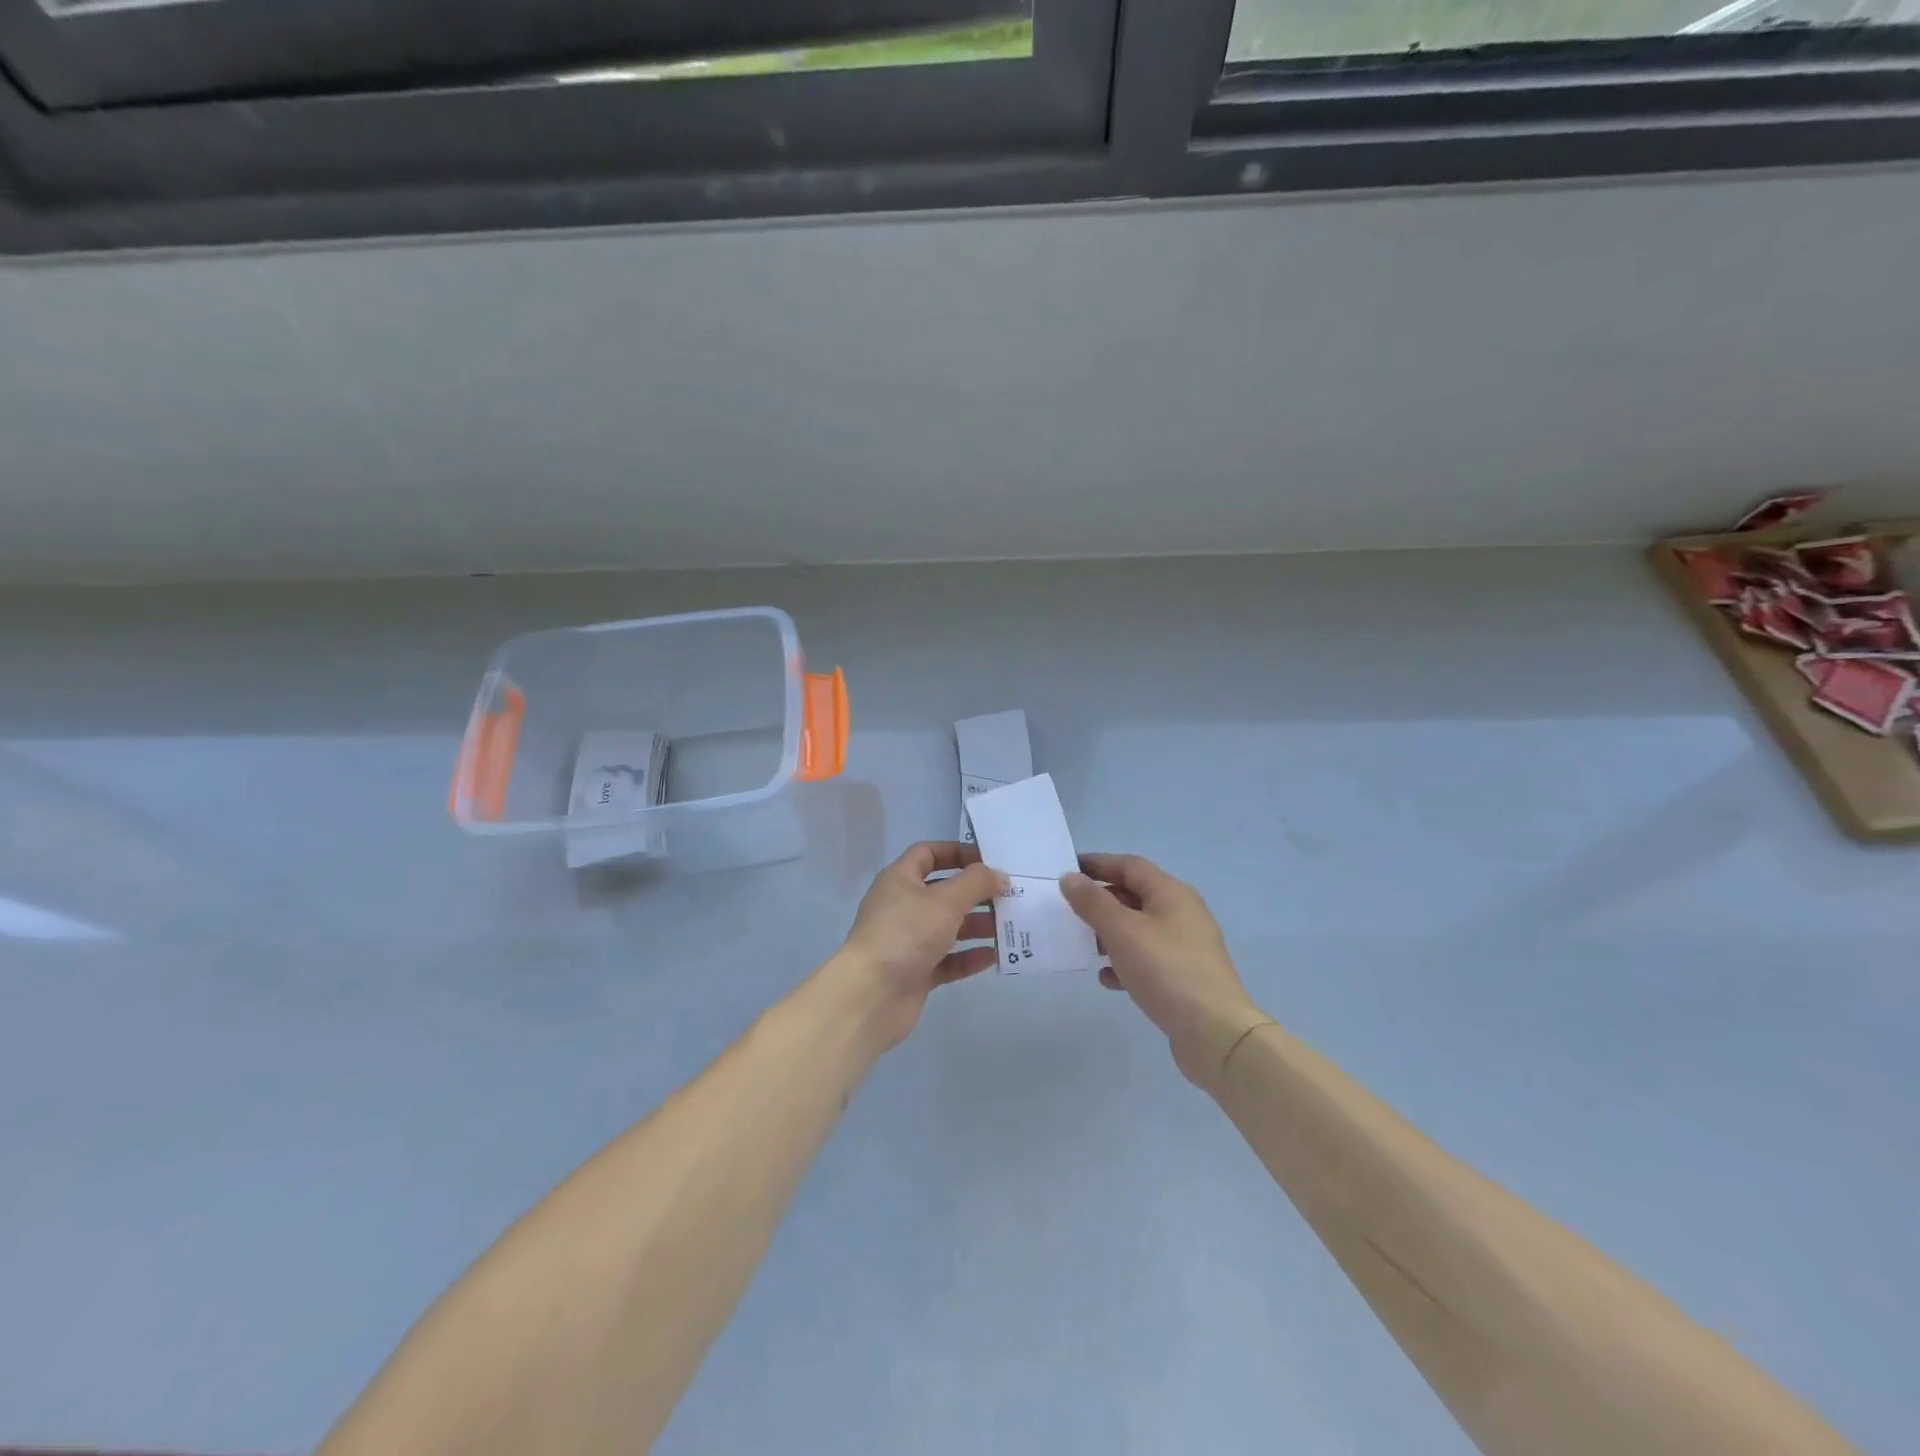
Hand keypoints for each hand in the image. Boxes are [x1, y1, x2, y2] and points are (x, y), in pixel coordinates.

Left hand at [824, 842, 1006, 1053]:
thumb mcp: (945, 900)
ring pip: (948, 927)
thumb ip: (976, 883)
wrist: (871, 995)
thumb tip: (999, 875)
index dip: (957, 853)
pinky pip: (948, 960)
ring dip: (977, 925)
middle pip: (943, 891)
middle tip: (1008, 897)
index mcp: (900, 880)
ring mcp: (908, 941)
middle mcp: (902, 906)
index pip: (928, 854)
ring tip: (1008, 926)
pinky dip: (969, 957)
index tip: (988, 861)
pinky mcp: (916, 972)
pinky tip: (994, 957)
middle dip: (975, 893)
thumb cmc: (906, 934)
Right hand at [1061, 854, 1270, 1089]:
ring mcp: (1186, 945)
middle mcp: (1182, 912)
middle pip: (1135, 895)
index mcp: (1171, 893)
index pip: (1129, 865)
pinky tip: (1107, 979)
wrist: (1215, 1032)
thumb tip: (1070, 878)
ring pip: (1140, 928)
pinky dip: (1125, 962)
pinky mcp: (1185, 976)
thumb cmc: (1166, 970)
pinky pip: (1148, 958)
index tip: (1067, 870)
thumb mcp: (1122, 931)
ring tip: (1084, 946)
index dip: (1097, 864)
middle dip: (1101, 901)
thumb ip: (1093, 902)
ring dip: (1110, 933)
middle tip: (1069, 911)